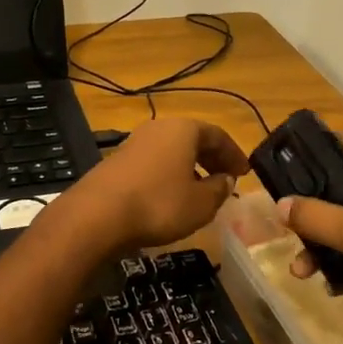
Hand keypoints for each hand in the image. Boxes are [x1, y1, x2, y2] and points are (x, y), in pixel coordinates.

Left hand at [57, 117, 247, 253]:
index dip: (234, 154)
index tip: (245, 173)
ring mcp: (134, 143)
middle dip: (212, 159)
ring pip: (171, 151)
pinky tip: (170, 198)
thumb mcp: (201, 203)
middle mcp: (158, 128)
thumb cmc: (159, 204)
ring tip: (200, 192)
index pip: (217, 135)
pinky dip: (168, 176)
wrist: (98, 215)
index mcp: (183, 129)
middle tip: (226, 180)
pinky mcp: (117, 162)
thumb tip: (226, 180)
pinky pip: (154, 163)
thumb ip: (219, 189)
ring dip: (190, 168)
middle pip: (193, 139)